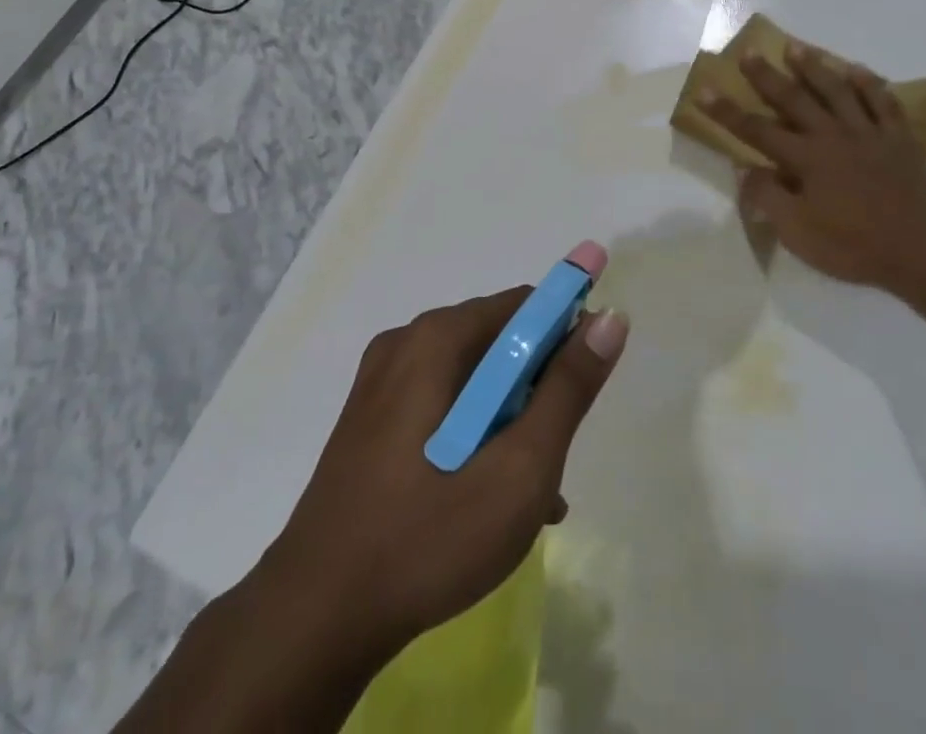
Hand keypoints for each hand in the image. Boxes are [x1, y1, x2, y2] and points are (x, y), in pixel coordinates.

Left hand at [264, 287, 628, 657]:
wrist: (314, 619)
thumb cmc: (428, 536)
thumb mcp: (520, 468)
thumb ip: (569, 389)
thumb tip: (610, 318)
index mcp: (438, 338)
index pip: (525, 306)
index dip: (566, 336)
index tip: (584, 389)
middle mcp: (407, 343)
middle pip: (498, 343)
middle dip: (537, 390)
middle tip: (552, 456)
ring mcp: (381, 382)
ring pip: (472, 380)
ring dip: (510, 421)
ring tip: (530, 492)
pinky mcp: (369, 420)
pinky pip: (441, 405)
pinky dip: (474, 434)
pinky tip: (490, 498)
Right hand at [704, 45, 925, 302]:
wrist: (920, 253)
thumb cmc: (853, 246)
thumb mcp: (798, 233)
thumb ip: (768, 197)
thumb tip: (744, 167)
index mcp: (807, 159)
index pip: (757, 130)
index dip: (727, 111)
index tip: (705, 90)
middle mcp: (834, 136)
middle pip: (794, 99)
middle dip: (767, 76)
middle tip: (749, 53)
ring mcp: (869, 134)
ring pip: (837, 91)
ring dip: (815, 67)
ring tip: (796, 48)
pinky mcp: (899, 139)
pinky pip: (883, 102)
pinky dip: (869, 84)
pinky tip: (856, 70)